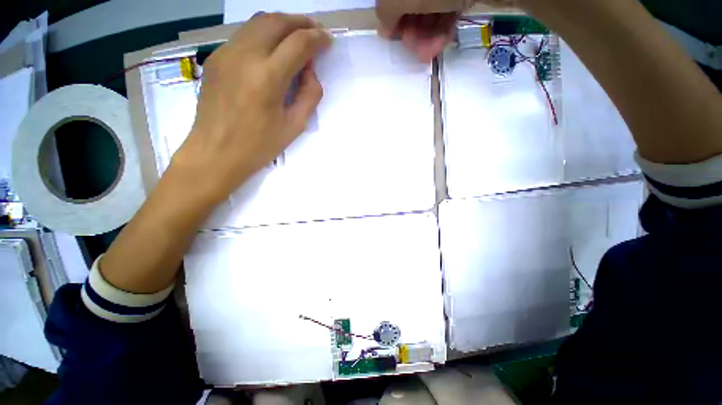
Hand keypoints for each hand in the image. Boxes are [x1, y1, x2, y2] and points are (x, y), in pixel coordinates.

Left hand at [174, 13, 331, 203]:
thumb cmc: (259, 145)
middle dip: (301, 22)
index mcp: (268, 77)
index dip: (317, 38)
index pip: (298, 43)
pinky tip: (273, 49)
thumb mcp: (294, 126)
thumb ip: (309, 95)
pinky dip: (264, 33)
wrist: (215, 152)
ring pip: (258, 21)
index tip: (328, 41)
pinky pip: (244, 35)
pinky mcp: (217, 57)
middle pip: (277, 21)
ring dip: (282, 24)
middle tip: (316, 32)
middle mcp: (245, 55)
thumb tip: (310, 72)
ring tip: (297, 36)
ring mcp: (226, 52)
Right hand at [375, 0, 515, 61]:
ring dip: (426, 36)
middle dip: (411, 30)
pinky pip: (447, 10)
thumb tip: (383, 27)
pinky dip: (442, 29)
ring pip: (430, 10)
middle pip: (412, 3)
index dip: (391, 16)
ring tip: (427, 55)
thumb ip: (387, 10)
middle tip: (413, 49)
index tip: (392, 37)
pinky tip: (440, 45)